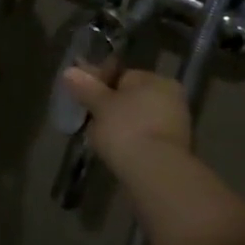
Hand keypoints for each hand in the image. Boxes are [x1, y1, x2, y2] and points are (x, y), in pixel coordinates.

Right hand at [59, 67, 192, 176]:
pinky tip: (115, 152)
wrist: (156, 174)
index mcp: (156, 80)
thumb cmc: (126, 129)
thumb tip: (70, 71)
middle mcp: (171, 99)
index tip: (81, 98)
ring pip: (137, 120)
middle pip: (131, 98)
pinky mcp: (173, 152)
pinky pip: (144, 139)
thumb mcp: (100, 104)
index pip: (122, 76)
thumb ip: (86, 87)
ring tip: (98, 139)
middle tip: (88, 119)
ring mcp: (175, 126)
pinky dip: (130, 143)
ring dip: (119, 126)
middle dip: (110, 107)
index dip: (99, 85)